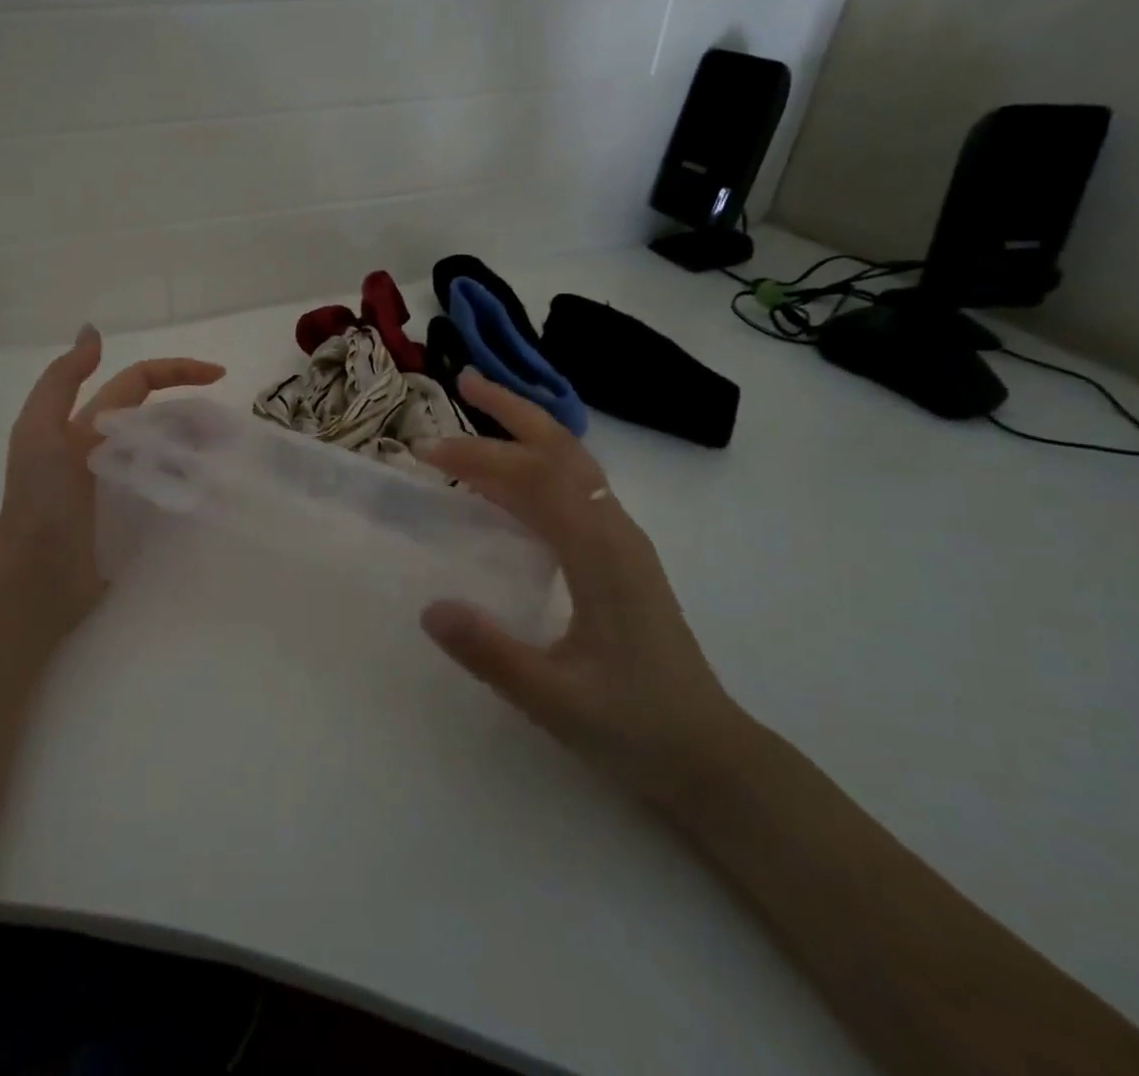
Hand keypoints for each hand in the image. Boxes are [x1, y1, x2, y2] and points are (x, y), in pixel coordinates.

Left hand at [0, 324, 224, 660]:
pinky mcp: (137, 523)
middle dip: (197, 416)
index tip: (220, 376)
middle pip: (163, 420)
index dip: (177, 371)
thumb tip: (92, 331)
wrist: (34, 576)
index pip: (139, 384)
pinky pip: (173, 494)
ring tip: (230, 461)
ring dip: (200, 451)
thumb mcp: (39, 429)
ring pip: (172, 456)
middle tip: (232, 432)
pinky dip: (194, 487)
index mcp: (89, 425)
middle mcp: (110, 450)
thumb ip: (63, 379)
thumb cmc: (38, 499)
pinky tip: (215, 492)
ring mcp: (126, 487)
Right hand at [417, 370, 745, 805]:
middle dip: (513, 410)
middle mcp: (616, 531)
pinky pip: (576, 488)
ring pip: (573, 463)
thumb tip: (428, 607)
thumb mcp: (555, 700)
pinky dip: (538, 465)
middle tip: (465, 382)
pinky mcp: (621, 555)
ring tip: (481, 412)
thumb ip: (491, 653)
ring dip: (527, 431)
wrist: (711, 757)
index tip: (427, 452)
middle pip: (563, 448)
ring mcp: (623, 540)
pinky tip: (511, 480)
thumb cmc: (635, 727)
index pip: (535, 479)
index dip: (481, 456)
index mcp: (602, 554)